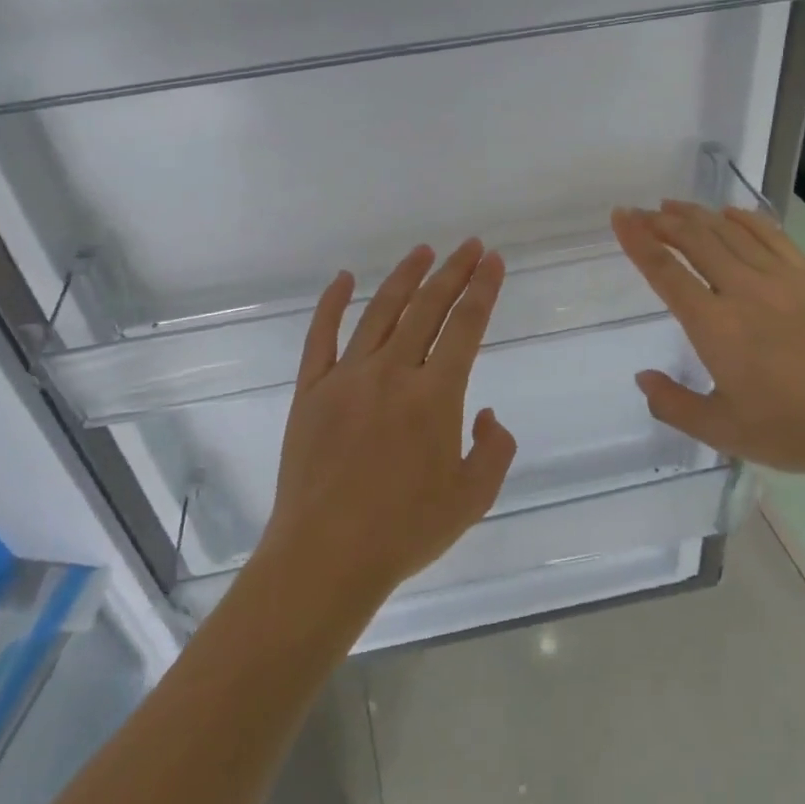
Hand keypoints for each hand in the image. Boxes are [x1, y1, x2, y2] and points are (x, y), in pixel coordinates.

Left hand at [259, 239, 518, 612]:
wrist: (326, 557)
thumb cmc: (405, 532)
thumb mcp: (472, 498)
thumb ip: (493, 450)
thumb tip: (485, 413)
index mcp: (435, 395)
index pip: (466, 326)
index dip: (483, 289)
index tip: (493, 261)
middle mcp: (392, 372)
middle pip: (428, 308)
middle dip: (453, 272)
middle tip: (470, 246)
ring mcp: (346, 376)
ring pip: (380, 311)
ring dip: (405, 277)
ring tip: (423, 252)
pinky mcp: (311, 389)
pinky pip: (321, 335)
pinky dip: (332, 303)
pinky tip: (344, 278)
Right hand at [611, 202, 804, 485]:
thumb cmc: (792, 431)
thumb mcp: (721, 431)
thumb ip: (673, 405)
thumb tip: (642, 377)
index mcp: (715, 326)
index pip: (666, 271)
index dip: (638, 241)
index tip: (621, 218)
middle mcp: (743, 291)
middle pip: (695, 240)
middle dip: (662, 221)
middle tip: (641, 211)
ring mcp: (781, 280)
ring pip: (730, 232)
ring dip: (698, 214)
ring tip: (674, 206)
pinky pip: (772, 236)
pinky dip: (746, 219)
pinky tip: (731, 213)